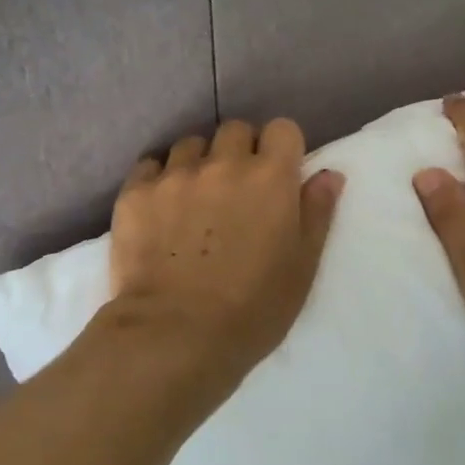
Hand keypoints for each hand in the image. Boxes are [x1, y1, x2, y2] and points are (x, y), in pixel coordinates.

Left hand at [109, 119, 343, 383]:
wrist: (175, 336)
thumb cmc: (253, 309)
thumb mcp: (302, 267)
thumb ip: (317, 213)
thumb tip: (328, 173)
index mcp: (270, 178)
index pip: (282, 129)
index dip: (281, 148)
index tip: (277, 174)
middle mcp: (223, 164)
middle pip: (235, 130)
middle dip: (239, 151)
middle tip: (236, 190)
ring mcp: (175, 175)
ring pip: (190, 144)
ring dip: (198, 162)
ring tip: (193, 199)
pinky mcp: (136, 192)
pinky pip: (150, 165)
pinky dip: (158, 178)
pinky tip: (160, 208)